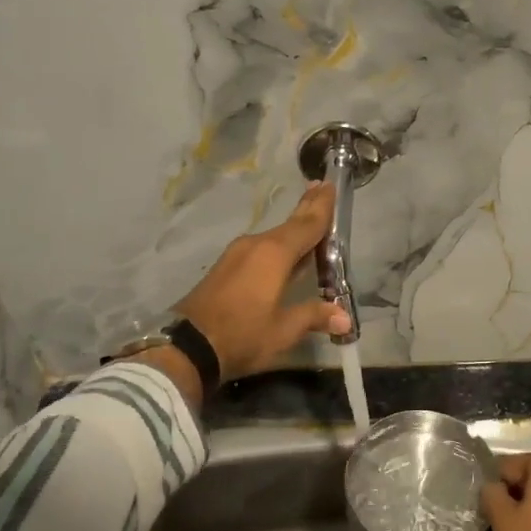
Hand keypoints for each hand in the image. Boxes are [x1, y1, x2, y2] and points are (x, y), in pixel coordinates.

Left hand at [175, 181, 351, 384]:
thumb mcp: (283, 330)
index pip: (307, 224)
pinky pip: (261, 249)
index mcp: (274, 253)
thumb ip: (314, 316)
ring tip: (309, 222)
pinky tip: (285, 254)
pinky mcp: (226, 267)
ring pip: (274, 237)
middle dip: (307, 207)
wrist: (186, 346)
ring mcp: (237, 254)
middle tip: (321, 186)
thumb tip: (345, 318)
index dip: (322, 206)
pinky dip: (278, 246)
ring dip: (293, 230)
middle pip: (289, 224)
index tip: (331, 184)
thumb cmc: (242, 334)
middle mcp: (256, 245)